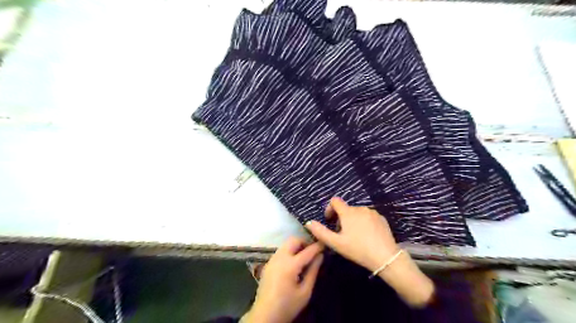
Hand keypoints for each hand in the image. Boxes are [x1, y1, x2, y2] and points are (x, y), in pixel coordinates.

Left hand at [242, 236, 322, 321]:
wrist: (265, 315)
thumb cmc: (288, 306)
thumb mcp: (305, 292)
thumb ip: (313, 271)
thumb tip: (320, 256)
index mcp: (290, 265)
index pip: (307, 251)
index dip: (318, 246)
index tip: (325, 243)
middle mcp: (280, 258)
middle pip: (293, 240)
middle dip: (305, 242)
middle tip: (313, 250)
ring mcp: (272, 259)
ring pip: (286, 244)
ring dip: (296, 245)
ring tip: (304, 256)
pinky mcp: (268, 263)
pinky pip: (281, 250)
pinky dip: (289, 251)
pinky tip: (294, 262)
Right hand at [306, 197, 396, 268]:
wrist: (386, 257)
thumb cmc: (358, 249)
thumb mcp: (336, 243)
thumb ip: (320, 232)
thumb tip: (308, 223)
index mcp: (348, 212)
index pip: (335, 201)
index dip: (329, 209)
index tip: (329, 221)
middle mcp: (360, 208)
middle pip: (346, 209)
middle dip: (341, 218)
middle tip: (342, 234)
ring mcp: (372, 212)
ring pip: (357, 213)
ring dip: (352, 220)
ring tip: (355, 236)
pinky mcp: (381, 218)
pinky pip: (368, 216)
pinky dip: (364, 222)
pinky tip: (367, 236)